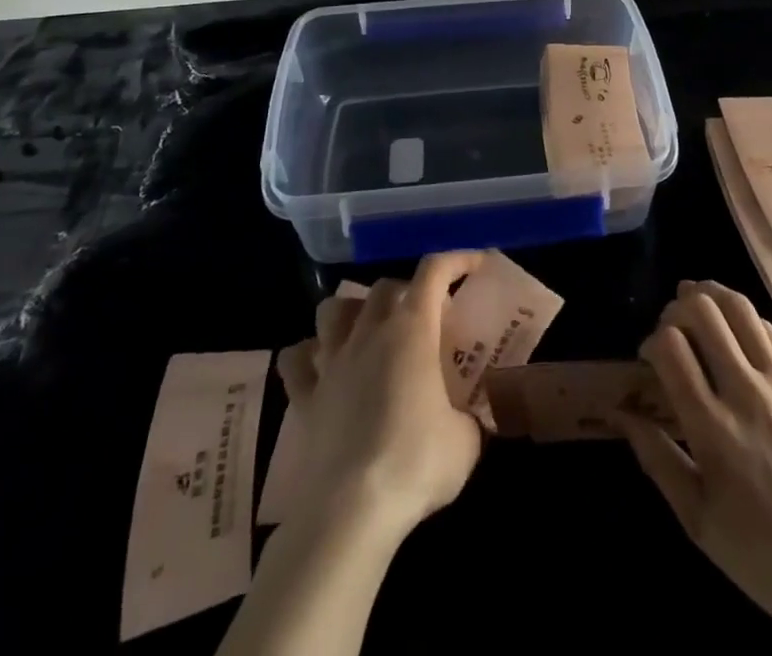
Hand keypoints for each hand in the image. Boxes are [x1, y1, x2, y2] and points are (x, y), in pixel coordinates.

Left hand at [274, 252, 486, 540]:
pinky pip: (296, 361)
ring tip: (370, 332)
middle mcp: (369, 333)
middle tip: (427, 319)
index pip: (434, 271)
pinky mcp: (304, 398)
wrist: (349, 512)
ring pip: (333, 310)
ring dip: (353, 311)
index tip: (475, 264)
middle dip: (408, 291)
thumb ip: (470, 417)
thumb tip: (470, 419)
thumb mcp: (466, 441)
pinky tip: (322, 366)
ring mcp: (331, 363)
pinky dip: (308, 355)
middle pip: (385, 287)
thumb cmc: (415, 464)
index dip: (457, 259)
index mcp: (412, 330)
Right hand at [622, 281, 771, 655]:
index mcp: (713, 429)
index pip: (671, 347)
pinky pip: (770, 330)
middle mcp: (746, 393)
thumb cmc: (766, 556)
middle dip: (677, 308)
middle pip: (703, 313)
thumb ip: (657, 460)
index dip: (651, 340)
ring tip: (696, 300)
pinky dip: (743, 317)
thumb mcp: (699, 522)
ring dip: (711, 295)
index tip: (649, 359)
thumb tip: (622, 415)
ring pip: (739, 309)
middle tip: (671, 328)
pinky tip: (734, 327)